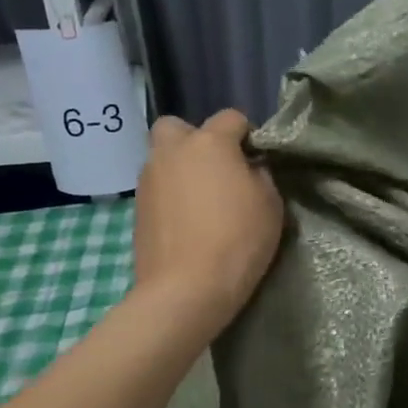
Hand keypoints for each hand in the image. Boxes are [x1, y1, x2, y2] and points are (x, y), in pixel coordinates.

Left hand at [133, 110, 283, 335]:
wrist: (185, 289)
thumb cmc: (237, 241)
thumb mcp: (270, 205)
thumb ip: (261, 176)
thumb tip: (249, 168)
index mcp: (209, 143)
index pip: (231, 117)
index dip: (247, 135)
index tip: (256, 160)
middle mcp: (172, 151)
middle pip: (178, 127)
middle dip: (196, 140)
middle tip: (216, 170)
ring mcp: (149, 179)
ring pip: (163, 158)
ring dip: (180, 169)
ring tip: (201, 201)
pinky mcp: (137, 208)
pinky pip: (157, 188)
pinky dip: (170, 196)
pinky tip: (186, 222)